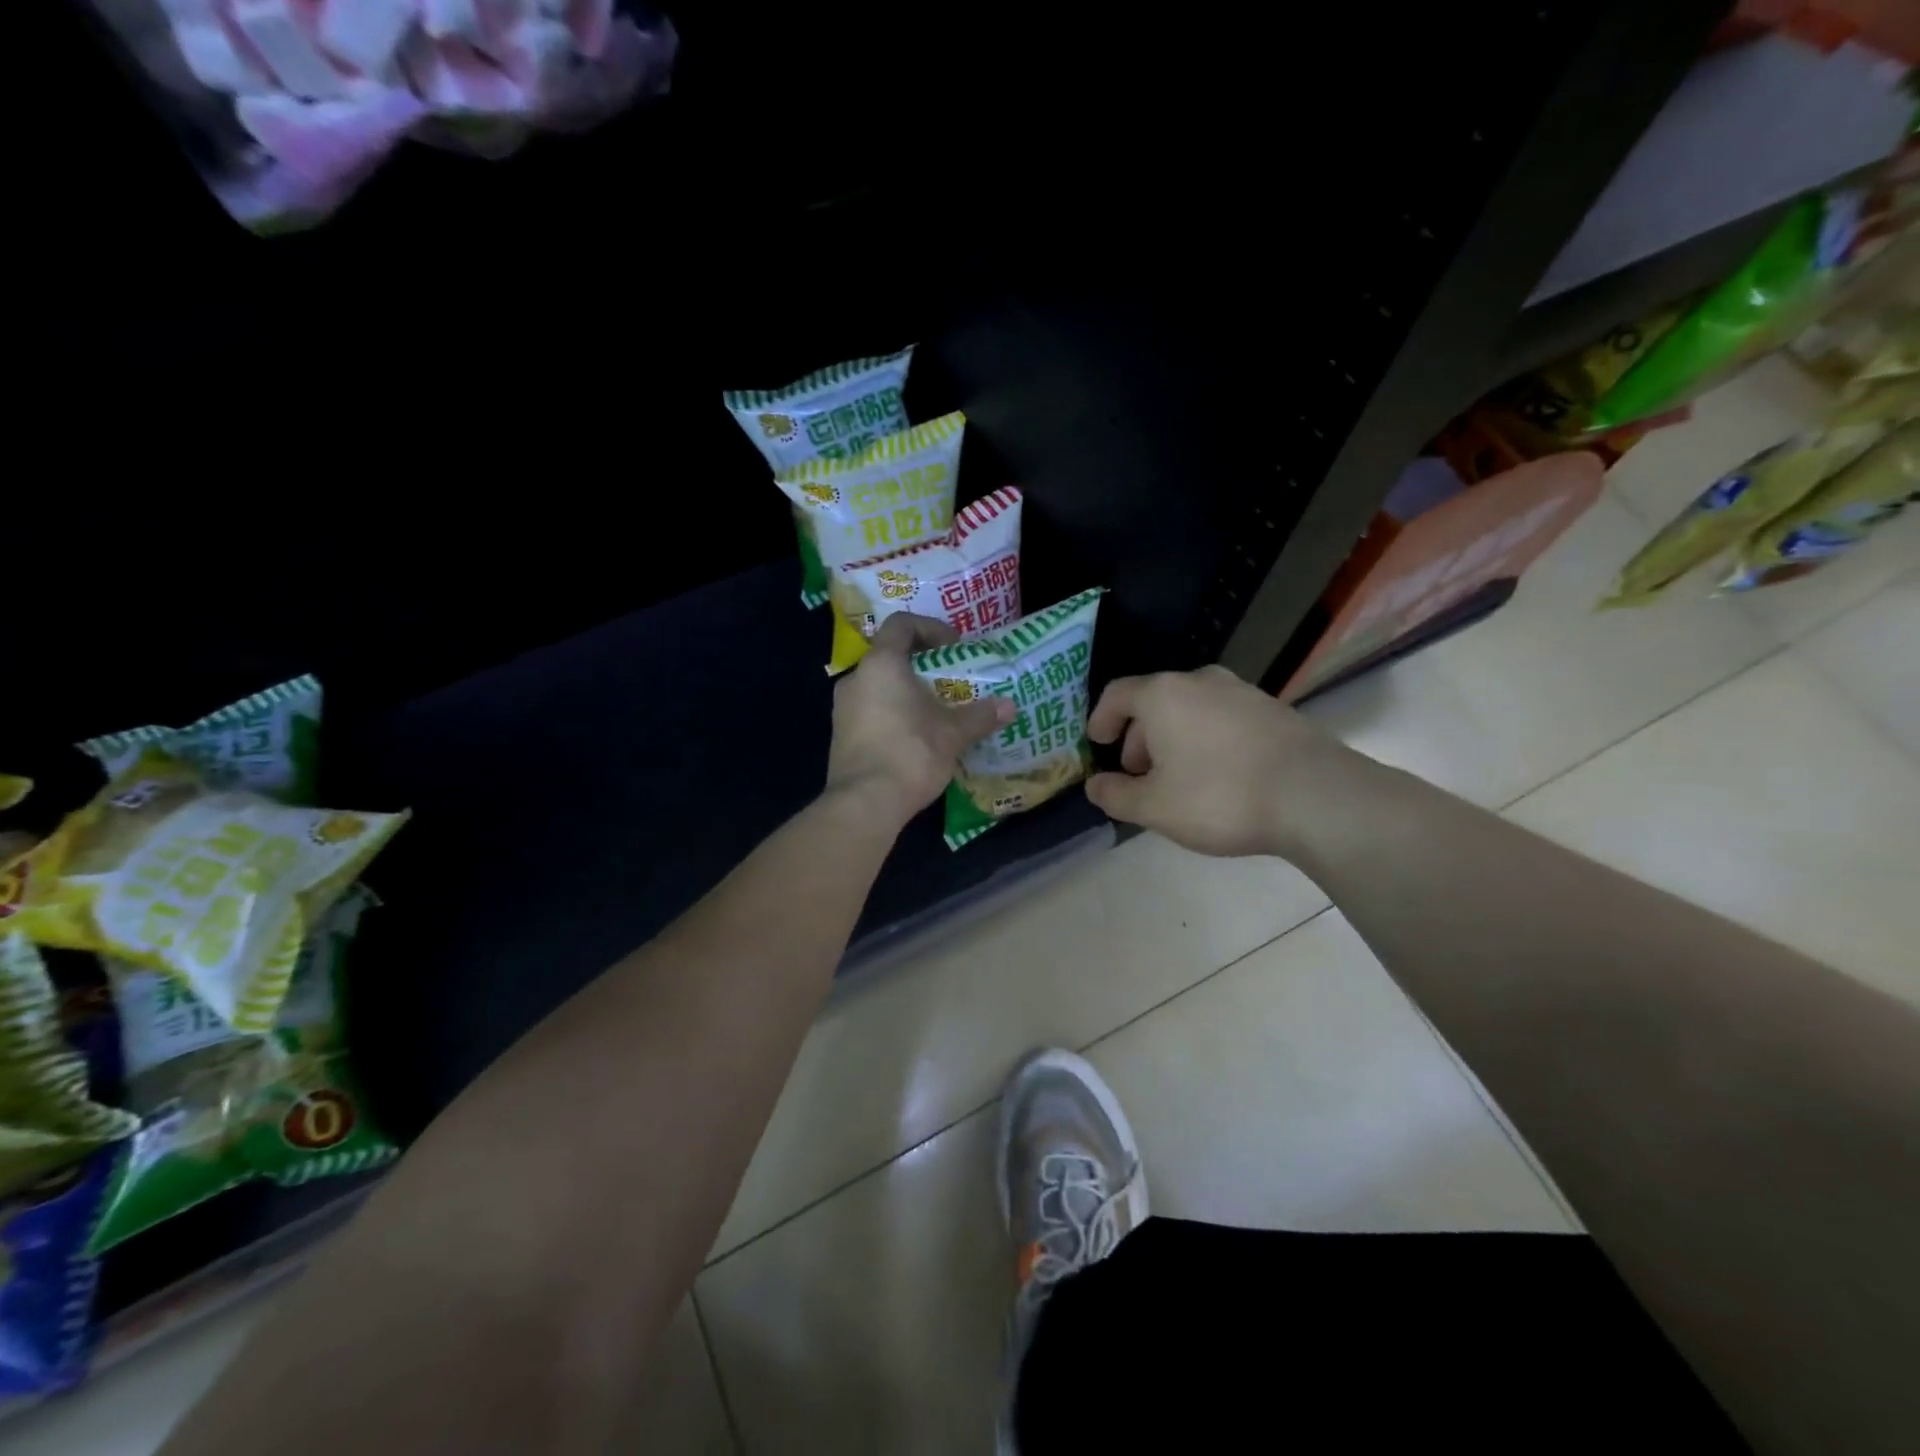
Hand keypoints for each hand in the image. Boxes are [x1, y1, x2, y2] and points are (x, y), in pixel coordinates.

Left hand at [825, 613, 1013, 829]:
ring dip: (907, 693)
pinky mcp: (841, 737)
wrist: (865, 803)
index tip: (954, 647)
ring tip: (936, 712)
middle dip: (922, 666)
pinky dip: (893, 715)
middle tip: (950, 681)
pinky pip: (870, 712)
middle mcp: (855, 679)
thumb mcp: (953, 733)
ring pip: (879, 687)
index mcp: (881, 664)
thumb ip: (980, 716)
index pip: (901, 624)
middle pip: (889, 656)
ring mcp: (843, 710)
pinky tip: (916, 738)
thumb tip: (1009, 706)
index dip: (930, 628)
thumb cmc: (910, 753)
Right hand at [1084, 666, 1360, 857]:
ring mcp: (1242, 692)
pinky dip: (1206, 740)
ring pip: (1191, 710)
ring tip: (1178, 780)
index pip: (1117, 694)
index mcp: (1163, 695)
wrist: (1314, 796)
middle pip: (1155, 701)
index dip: (1101, 718)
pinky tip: (1218, 776)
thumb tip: (1095, 786)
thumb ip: (1115, 796)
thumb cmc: (1219, 796)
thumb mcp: (1154, 807)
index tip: (1098, 744)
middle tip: (1138, 774)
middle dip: (1139, 737)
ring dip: (1174, 739)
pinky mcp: (1273, 710)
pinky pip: (1223, 719)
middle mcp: (1200, 681)